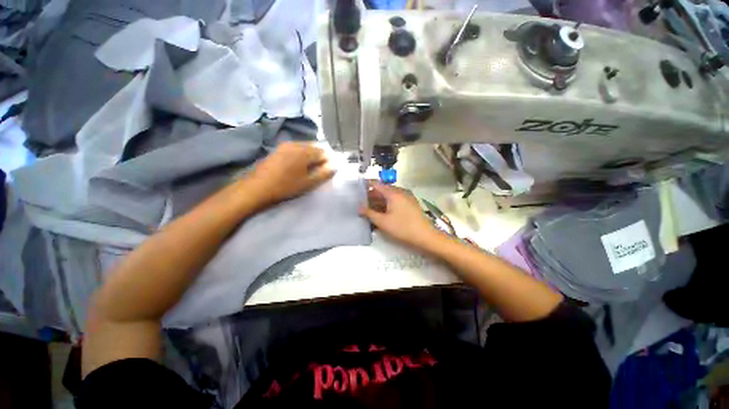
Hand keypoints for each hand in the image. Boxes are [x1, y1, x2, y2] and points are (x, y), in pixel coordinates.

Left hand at [247, 142, 334, 205]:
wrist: (257, 188)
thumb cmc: (286, 186)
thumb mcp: (308, 183)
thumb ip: (323, 174)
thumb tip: (334, 166)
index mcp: (305, 151)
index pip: (323, 152)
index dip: (328, 161)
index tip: (327, 171)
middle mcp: (295, 144)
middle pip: (314, 147)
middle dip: (319, 157)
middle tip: (319, 171)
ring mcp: (285, 145)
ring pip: (304, 147)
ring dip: (310, 156)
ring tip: (309, 169)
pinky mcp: (278, 149)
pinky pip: (295, 149)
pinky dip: (301, 155)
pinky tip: (297, 166)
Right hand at [359, 181, 441, 249]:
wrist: (425, 235)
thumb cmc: (402, 227)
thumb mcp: (383, 221)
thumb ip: (369, 213)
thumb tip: (358, 207)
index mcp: (393, 193)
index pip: (376, 184)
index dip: (366, 185)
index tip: (357, 190)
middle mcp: (400, 191)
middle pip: (382, 190)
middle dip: (371, 196)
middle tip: (362, 203)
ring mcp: (406, 197)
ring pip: (389, 196)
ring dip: (379, 201)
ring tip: (370, 210)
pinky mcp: (410, 203)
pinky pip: (396, 200)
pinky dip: (387, 204)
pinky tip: (382, 213)